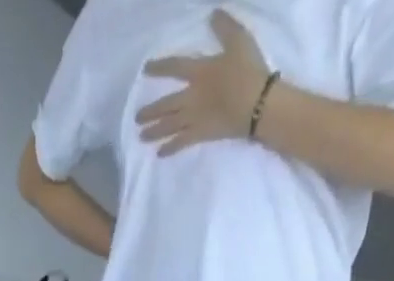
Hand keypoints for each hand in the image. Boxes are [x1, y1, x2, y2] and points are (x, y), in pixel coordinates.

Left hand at [138, 10, 271, 156]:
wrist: (257, 103)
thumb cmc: (248, 71)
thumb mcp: (238, 40)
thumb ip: (224, 27)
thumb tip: (213, 13)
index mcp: (199, 72)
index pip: (174, 67)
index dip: (159, 67)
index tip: (146, 70)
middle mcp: (191, 96)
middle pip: (165, 104)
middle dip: (150, 111)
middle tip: (136, 118)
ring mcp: (194, 118)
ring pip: (169, 125)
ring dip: (154, 131)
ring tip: (141, 136)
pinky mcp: (201, 134)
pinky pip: (181, 143)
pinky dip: (169, 148)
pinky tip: (159, 153)